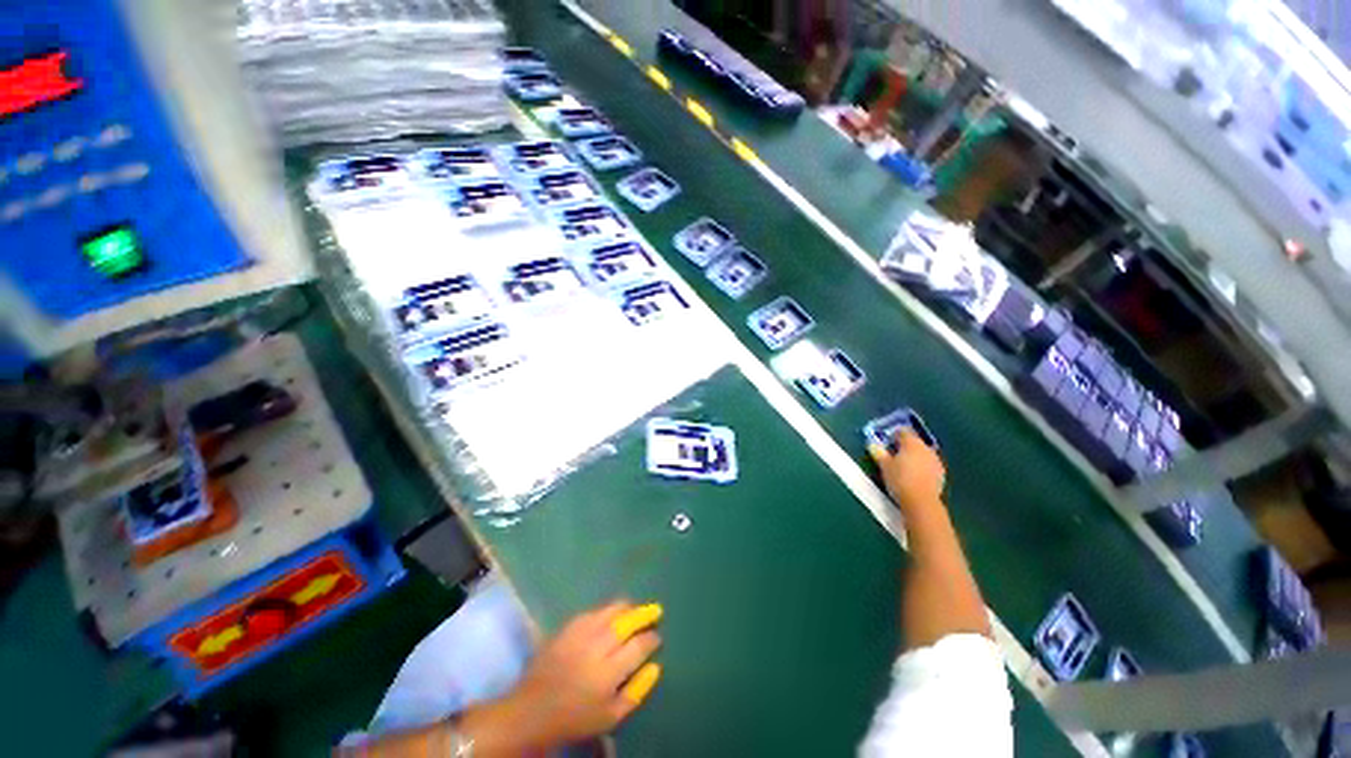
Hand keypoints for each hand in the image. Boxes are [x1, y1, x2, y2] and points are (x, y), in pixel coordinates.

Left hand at [485, 602, 662, 750]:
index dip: (651, 638)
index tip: (657, 636)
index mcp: (609, 672)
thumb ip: (636, 691)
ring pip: (610, 611)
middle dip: (644, 614)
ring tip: (636, 607)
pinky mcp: (567, 627)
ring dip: (627, 607)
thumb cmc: (576, 717)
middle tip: (655, 610)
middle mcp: (597, 647)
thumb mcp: (611, 716)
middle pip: (626, 622)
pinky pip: (593, 611)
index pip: (638, 646)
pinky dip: (606, 609)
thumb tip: (656, 666)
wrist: (534, 709)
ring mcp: (581, 634)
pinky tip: (611, 612)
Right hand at [869, 429, 945, 511]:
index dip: (893, 435)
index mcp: (912, 443)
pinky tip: (914, 476)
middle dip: (904, 446)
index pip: (903, 431)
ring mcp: (936, 460)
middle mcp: (926, 448)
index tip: (886, 442)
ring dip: (914, 456)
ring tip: (903, 466)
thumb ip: (879, 453)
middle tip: (892, 455)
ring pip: (922, 453)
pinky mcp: (941, 473)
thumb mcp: (884, 466)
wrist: (921, 502)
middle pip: (914, 442)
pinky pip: (928, 464)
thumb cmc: (900, 479)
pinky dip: (921, 466)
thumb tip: (873, 445)